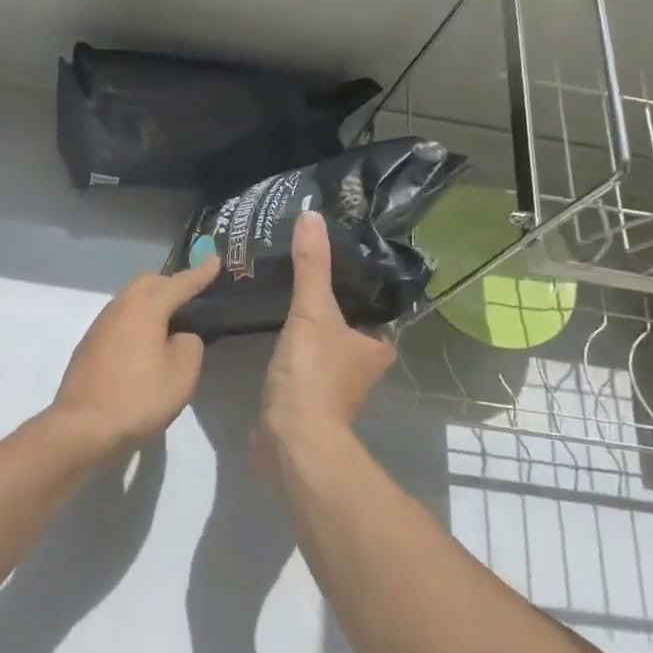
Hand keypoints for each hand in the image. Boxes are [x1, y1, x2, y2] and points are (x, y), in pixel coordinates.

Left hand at [43, 258, 219, 458]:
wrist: (81, 427)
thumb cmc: (138, 398)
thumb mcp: (181, 376)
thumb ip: (189, 346)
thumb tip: (179, 337)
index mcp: (145, 307)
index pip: (179, 283)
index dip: (200, 273)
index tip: (216, 260)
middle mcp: (119, 307)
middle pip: (148, 283)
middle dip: (172, 284)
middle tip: (192, 295)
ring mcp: (100, 325)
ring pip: (130, 300)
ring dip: (152, 303)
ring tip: (171, 321)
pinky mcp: (89, 345)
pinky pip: (120, 320)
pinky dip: (137, 322)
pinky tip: (145, 345)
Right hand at [258, 212, 395, 459]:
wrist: (290, 438)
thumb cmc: (313, 375)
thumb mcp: (312, 312)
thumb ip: (311, 266)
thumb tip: (311, 215)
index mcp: (378, 345)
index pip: (375, 302)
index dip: (358, 279)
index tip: (336, 252)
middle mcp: (364, 365)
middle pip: (349, 321)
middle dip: (330, 298)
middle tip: (304, 263)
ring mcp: (336, 383)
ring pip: (326, 340)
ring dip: (310, 321)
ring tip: (285, 286)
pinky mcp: (308, 395)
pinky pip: (304, 358)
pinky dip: (294, 343)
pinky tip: (274, 323)